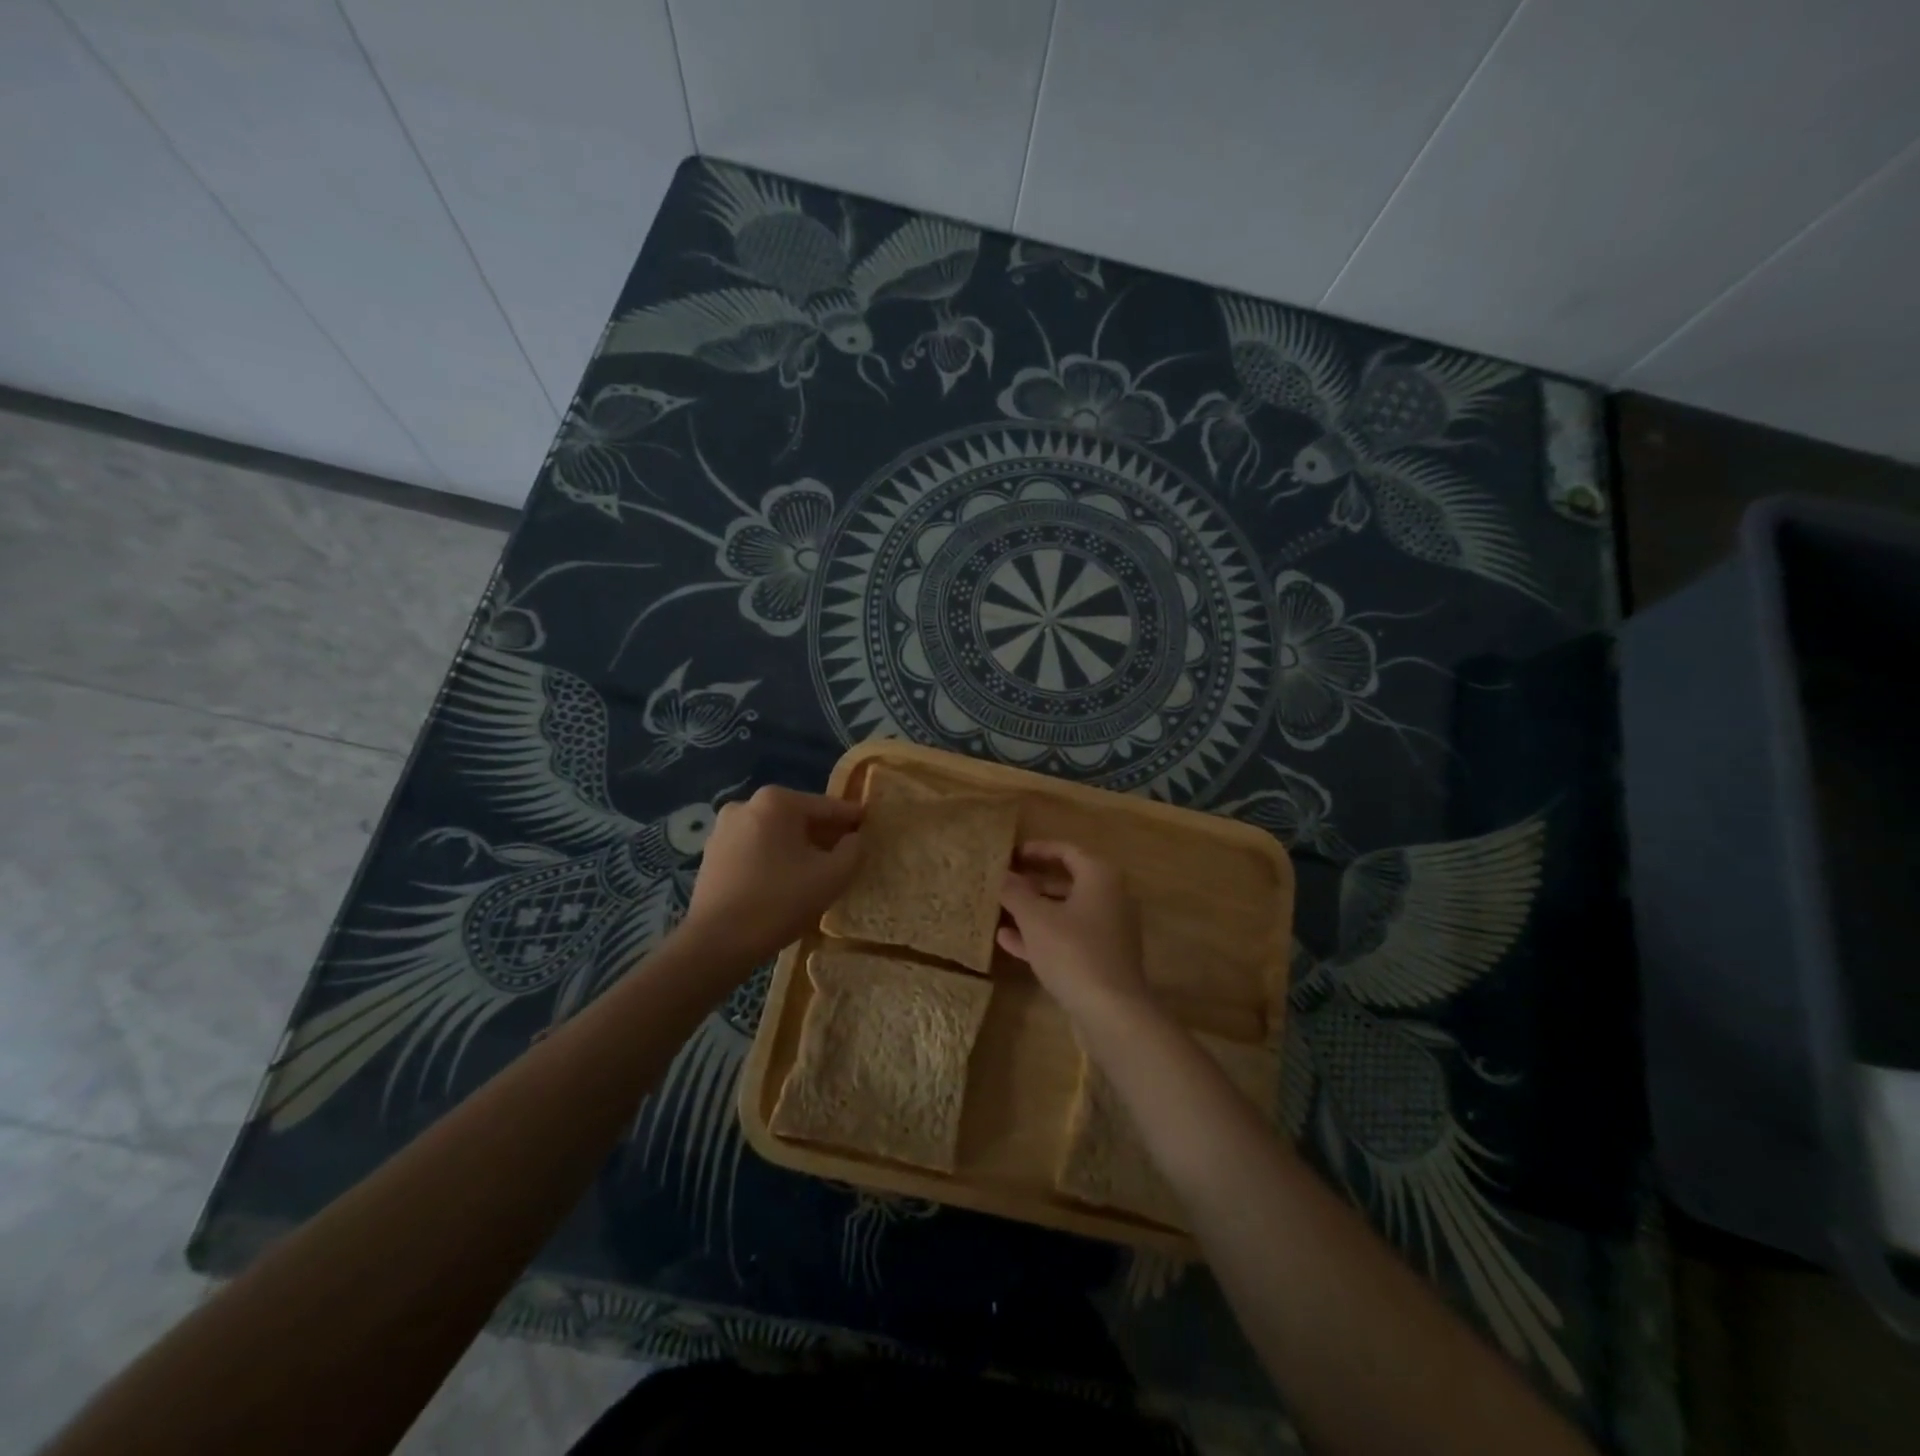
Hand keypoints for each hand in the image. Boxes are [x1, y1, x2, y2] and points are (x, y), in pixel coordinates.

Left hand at [679, 786, 862, 966]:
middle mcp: (747, 804)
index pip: (827, 807)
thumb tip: (854, 838)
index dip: (852, 819)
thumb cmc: (779, 902)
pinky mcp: (712, 853)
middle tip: (846, 853)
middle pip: (799, 817)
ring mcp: (724, 828)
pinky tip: (784, 881)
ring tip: (816, 871)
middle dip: (823, 834)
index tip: (870, 826)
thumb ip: (853, 850)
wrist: (717, 942)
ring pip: (775, 833)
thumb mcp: (832, 876)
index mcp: (777, 801)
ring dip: (797, 847)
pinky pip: (755, 848)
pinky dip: (773, 858)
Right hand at [998, 841, 1149, 1018]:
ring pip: (1066, 911)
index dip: (1036, 850)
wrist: (1112, 1011)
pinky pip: (1068, 937)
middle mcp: (1110, 897)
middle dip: (1032, 881)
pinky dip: (1042, 935)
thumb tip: (1001, 874)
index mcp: (1100, 877)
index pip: (1066, 851)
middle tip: (1003, 881)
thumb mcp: (1035, 918)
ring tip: (1000, 909)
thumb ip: (1015, 892)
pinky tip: (1008, 941)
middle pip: (1067, 880)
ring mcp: (1109, 930)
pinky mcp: (1102, 958)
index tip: (1009, 855)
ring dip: (1034, 910)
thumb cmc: (1073, 951)